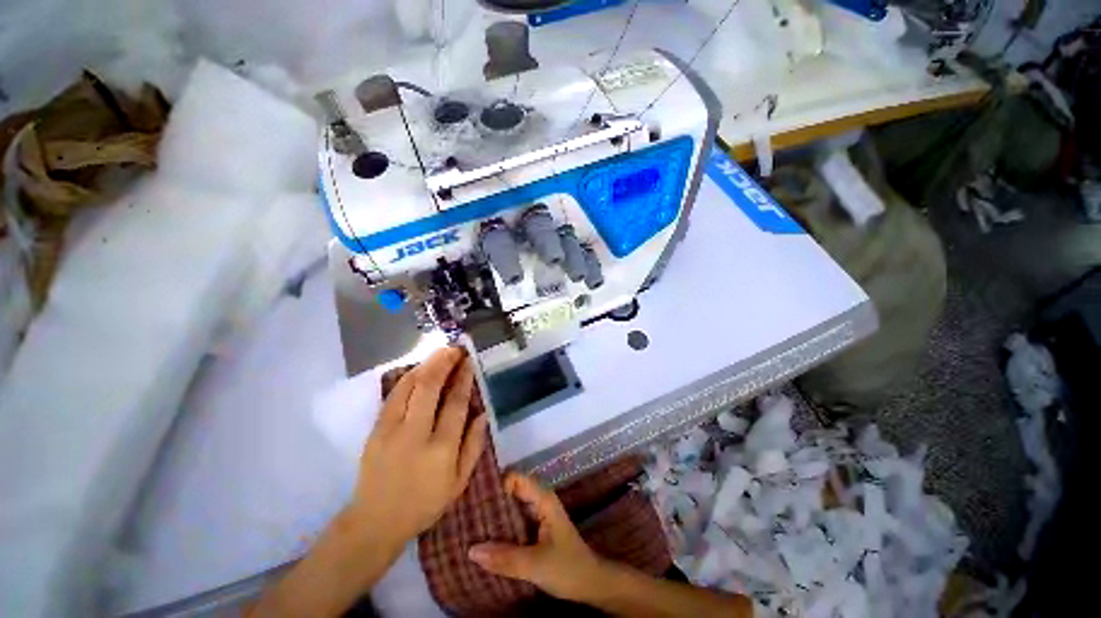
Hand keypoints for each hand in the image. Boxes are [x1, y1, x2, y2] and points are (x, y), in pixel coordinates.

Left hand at [347, 347, 488, 557]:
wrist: (376, 520)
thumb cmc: (425, 503)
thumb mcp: (460, 482)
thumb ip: (474, 445)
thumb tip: (483, 413)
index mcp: (441, 449)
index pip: (455, 403)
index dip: (463, 379)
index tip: (469, 362)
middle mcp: (415, 434)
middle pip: (429, 387)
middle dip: (444, 363)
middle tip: (455, 349)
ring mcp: (391, 430)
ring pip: (409, 387)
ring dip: (426, 365)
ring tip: (440, 353)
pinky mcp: (375, 430)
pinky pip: (393, 395)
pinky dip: (408, 378)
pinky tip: (419, 369)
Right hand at [467, 472, 606, 602]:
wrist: (590, 585)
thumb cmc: (567, 568)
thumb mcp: (535, 564)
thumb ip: (505, 558)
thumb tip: (471, 550)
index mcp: (543, 499)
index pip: (516, 478)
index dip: (497, 483)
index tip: (476, 497)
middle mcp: (539, 501)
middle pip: (512, 491)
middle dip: (491, 500)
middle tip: (466, 512)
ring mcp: (537, 515)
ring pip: (512, 507)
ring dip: (494, 516)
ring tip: (469, 525)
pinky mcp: (535, 530)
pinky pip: (514, 522)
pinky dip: (501, 528)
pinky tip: (485, 540)